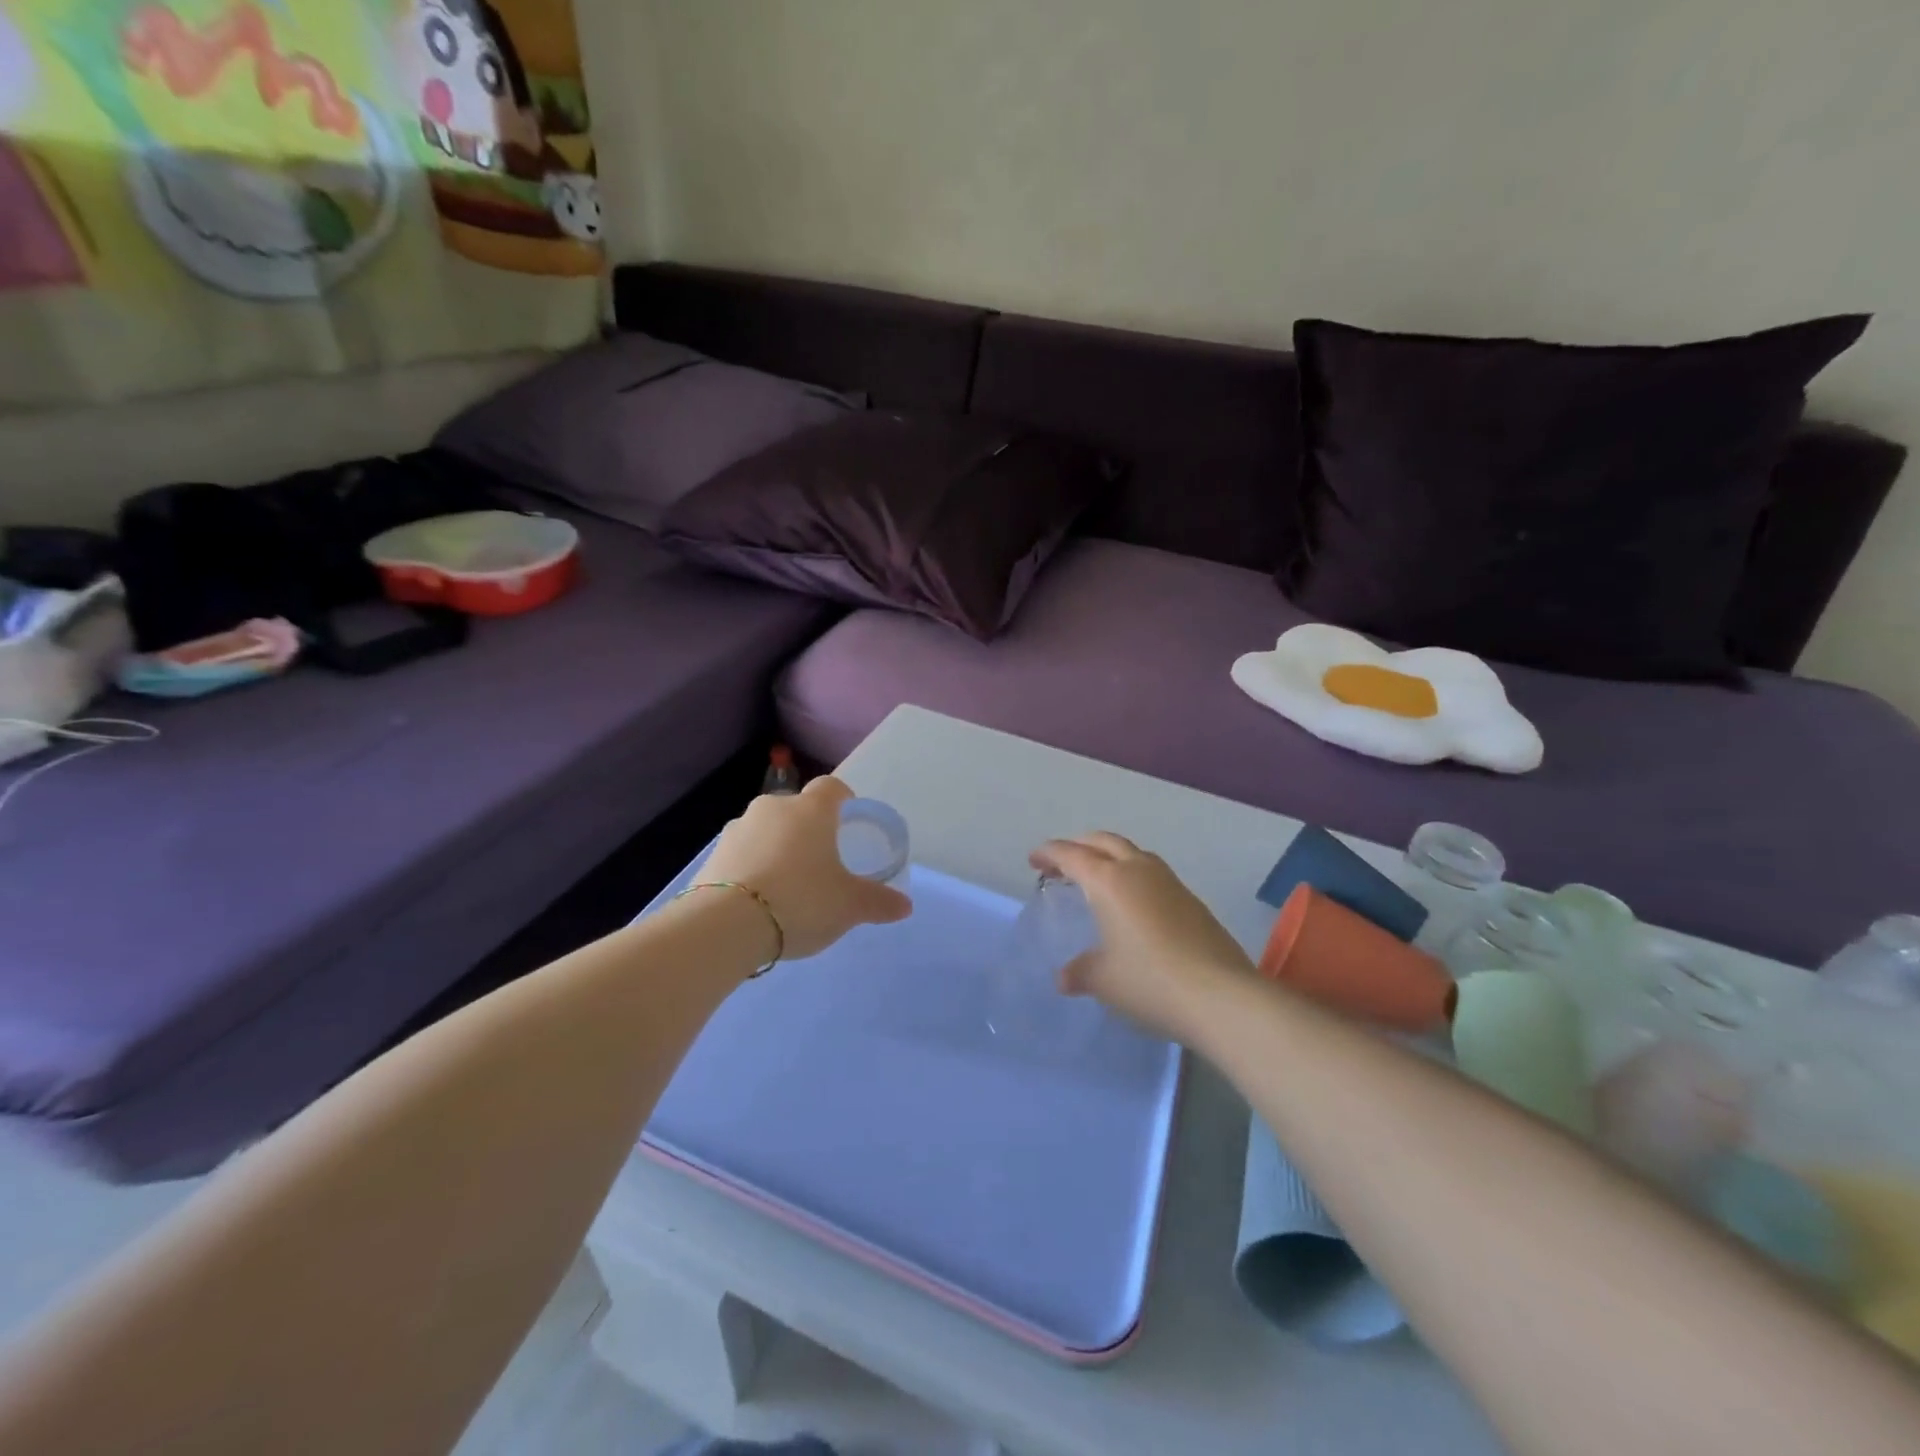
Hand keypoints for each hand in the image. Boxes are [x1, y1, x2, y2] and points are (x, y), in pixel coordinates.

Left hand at [699, 777, 911, 962]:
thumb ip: (879, 902)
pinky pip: (742, 853)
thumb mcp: (849, 906)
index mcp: (811, 810)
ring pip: (766, 830)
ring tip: (787, 886)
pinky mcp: (711, 855)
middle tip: (821, 862)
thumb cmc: (801, 901)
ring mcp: (737, 829)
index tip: (848, 822)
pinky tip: (759, 899)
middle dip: (809, 829)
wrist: (725, 925)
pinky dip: (753, 867)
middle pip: (796, 809)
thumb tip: (905, 905)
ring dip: (777, 848)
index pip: (832, 787)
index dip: (843, 800)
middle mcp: (773, 807)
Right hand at [1030, 832, 1253, 1039]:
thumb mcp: (1103, 980)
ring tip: (1096, 878)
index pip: (1072, 855)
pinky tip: (1131, 903)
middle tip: (1061, 863)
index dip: (1049, 853)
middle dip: (1079, 846)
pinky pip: (1152, 873)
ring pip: (1132, 853)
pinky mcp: (1191, 900)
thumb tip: (1065, 977)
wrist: (1221, 996)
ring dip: (1109, 856)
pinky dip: (1132, 875)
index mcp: (1109, 881)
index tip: (1033, 860)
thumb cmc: (1150, 981)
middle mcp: (1138, 870)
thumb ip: (1080, 972)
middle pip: (1103, 842)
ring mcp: (1170, 882)